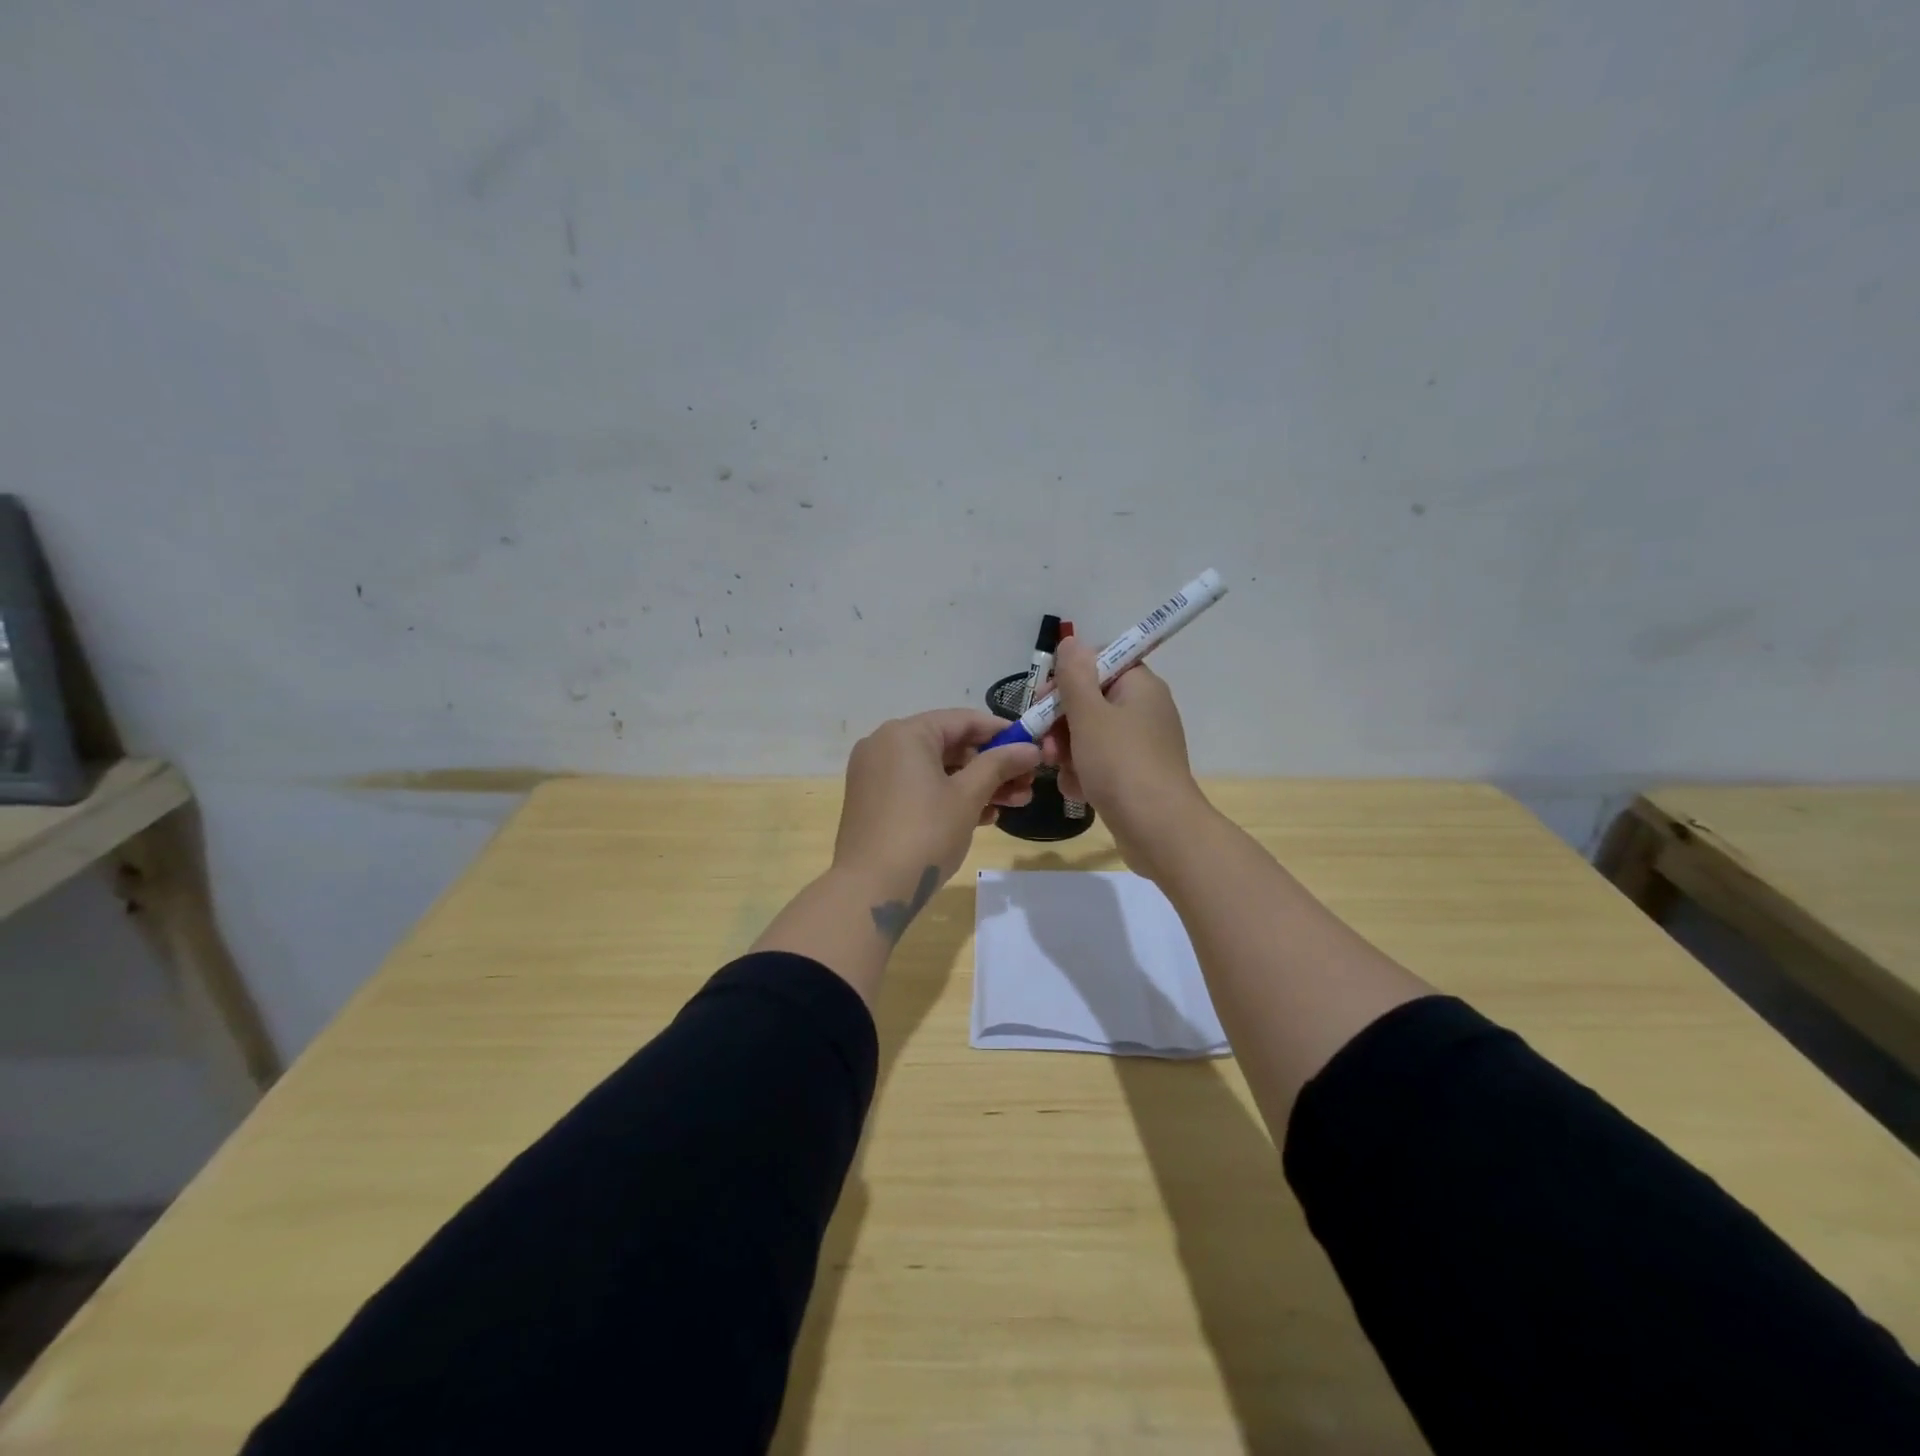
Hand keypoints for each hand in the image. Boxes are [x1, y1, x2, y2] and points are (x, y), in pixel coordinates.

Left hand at [833, 709, 1042, 929]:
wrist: (870, 890)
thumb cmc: (924, 833)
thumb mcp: (968, 797)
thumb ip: (1000, 765)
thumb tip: (1030, 748)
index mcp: (905, 733)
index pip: (963, 720)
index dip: (1002, 732)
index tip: (1033, 746)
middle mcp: (885, 745)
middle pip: (950, 745)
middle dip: (992, 765)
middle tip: (1028, 783)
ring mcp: (876, 774)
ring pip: (936, 770)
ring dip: (977, 784)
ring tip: (1016, 803)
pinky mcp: (874, 802)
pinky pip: (919, 788)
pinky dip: (949, 797)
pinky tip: (984, 817)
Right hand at [1045, 637, 1209, 877]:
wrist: (1158, 829)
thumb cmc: (1121, 764)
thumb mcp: (1089, 715)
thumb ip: (1074, 676)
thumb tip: (1071, 641)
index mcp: (1139, 686)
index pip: (1100, 662)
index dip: (1068, 676)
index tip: (1045, 698)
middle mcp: (1143, 710)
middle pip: (1090, 701)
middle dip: (1060, 722)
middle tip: (1044, 742)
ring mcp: (1140, 745)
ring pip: (1089, 736)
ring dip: (1067, 751)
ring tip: (1059, 771)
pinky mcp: (1134, 775)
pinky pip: (1099, 763)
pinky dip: (1083, 774)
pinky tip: (1076, 791)